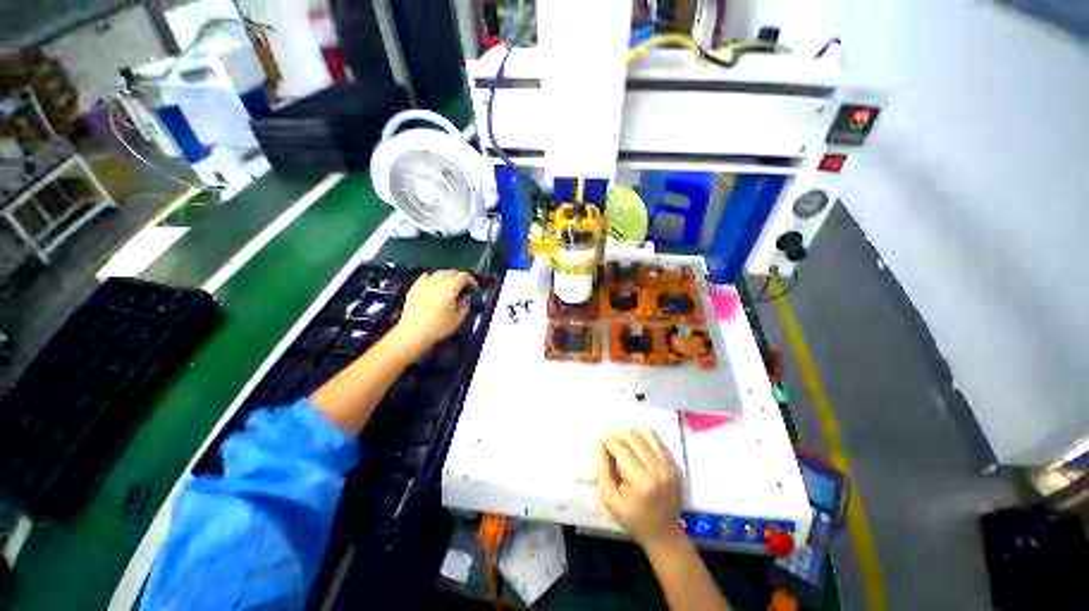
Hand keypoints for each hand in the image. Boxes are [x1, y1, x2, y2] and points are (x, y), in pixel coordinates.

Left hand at [394, 270, 477, 350]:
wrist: (413, 333)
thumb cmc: (438, 327)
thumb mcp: (458, 318)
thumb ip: (465, 305)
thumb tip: (465, 298)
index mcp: (451, 287)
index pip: (464, 276)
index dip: (471, 281)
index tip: (473, 289)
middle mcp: (438, 280)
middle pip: (452, 272)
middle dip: (460, 279)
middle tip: (463, 289)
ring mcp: (425, 282)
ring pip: (439, 273)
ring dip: (447, 278)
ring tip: (449, 287)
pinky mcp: (415, 287)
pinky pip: (426, 277)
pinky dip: (433, 279)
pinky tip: (433, 286)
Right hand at [597, 430, 684, 548]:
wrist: (665, 535)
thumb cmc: (634, 519)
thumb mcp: (610, 499)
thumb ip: (603, 469)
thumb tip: (601, 444)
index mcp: (642, 482)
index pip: (621, 449)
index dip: (608, 440)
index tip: (601, 440)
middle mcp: (658, 470)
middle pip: (634, 437)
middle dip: (618, 433)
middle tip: (609, 439)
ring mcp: (670, 466)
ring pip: (647, 433)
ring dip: (631, 433)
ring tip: (622, 440)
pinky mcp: (676, 465)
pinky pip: (657, 441)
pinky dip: (644, 438)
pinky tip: (636, 446)